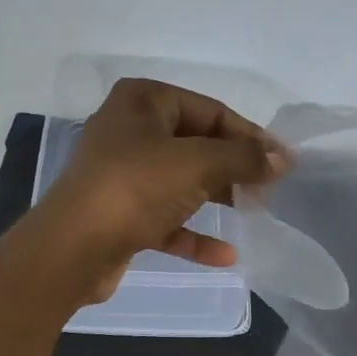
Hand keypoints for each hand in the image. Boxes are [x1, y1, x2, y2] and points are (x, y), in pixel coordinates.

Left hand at [37, 78, 285, 303]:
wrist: (74, 248)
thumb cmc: (136, 188)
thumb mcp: (199, 164)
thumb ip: (244, 158)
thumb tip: (283, 159)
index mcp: (144, 101)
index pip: (211, 110)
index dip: (250, 136)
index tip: (282, 162)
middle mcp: (131, 131)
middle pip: (198, 145)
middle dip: (234, 168)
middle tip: (269, 189)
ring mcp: (123, 174)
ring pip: (182, 182)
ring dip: (218, 198)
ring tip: (254, 214)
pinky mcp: (121, 213)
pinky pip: (167, 218)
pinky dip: (194, 233)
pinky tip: (226, 254)